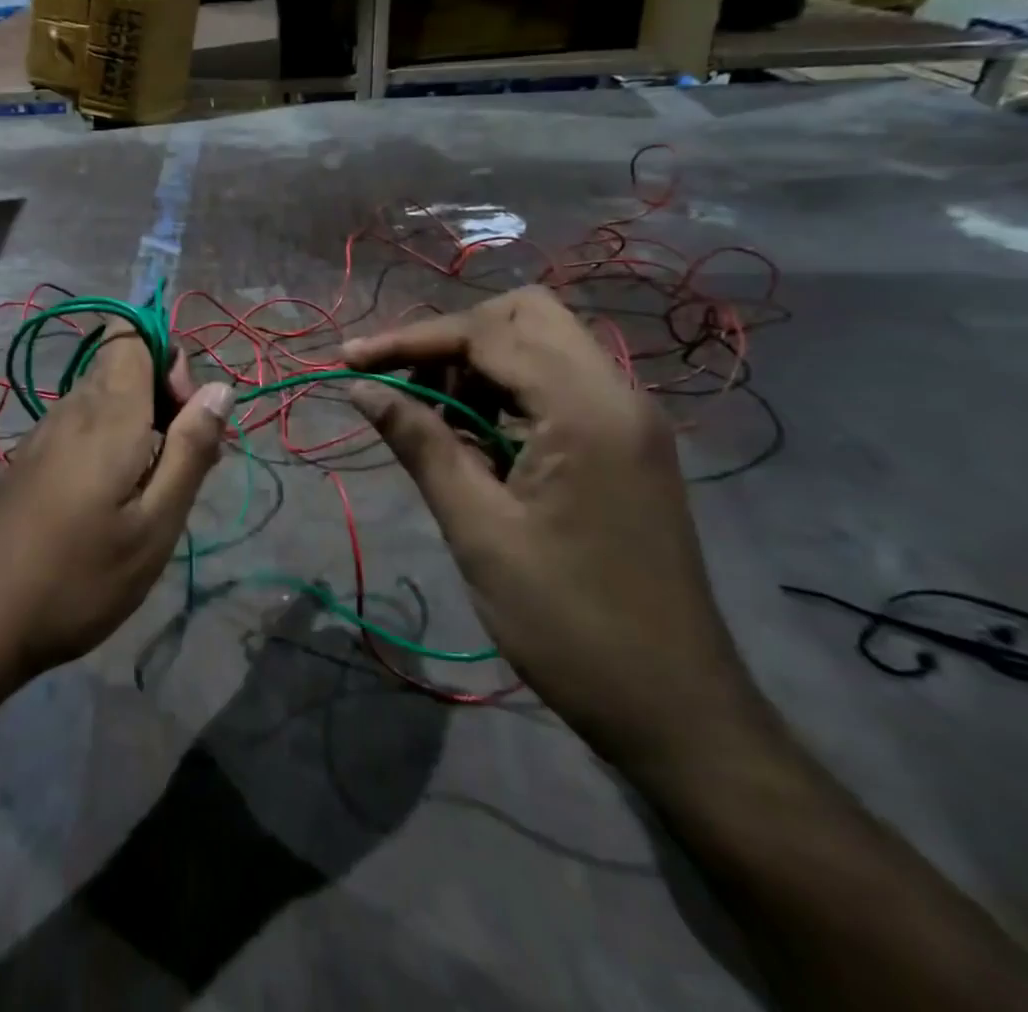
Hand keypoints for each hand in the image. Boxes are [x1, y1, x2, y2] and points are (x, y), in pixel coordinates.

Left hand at [0, 326, 231, 681]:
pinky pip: (81, 424)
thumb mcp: (155, 525)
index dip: (168, 359)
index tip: (186, 416)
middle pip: (122, 363)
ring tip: (155, 488)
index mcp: (106, 413)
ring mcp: (43, 434)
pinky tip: (115, 499)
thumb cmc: (79, 578)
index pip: (132, 335)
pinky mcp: (30, 460)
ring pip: (103, 396)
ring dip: (140, 421)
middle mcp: (71, 409)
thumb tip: (219, 389)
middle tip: (184, 462)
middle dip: (162, 395)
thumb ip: (190, 450)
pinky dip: (111, 441)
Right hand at [341, 287, 765, 764]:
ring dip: (478, 363)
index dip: (410, 340)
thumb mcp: (478, 530)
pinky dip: (506, 393)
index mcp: (586, 410)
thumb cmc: (568, 624)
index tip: (349, 361)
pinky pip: (557, 386)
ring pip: (542, 345)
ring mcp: (628, 419)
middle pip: (525, 315)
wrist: (678, 712)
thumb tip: (362, 388)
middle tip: (406, 385)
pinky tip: (474, 441)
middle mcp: (617, 395)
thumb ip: (420, 443)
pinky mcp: (625, 445)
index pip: (487, 332)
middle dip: (453, 338)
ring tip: (431, 418)